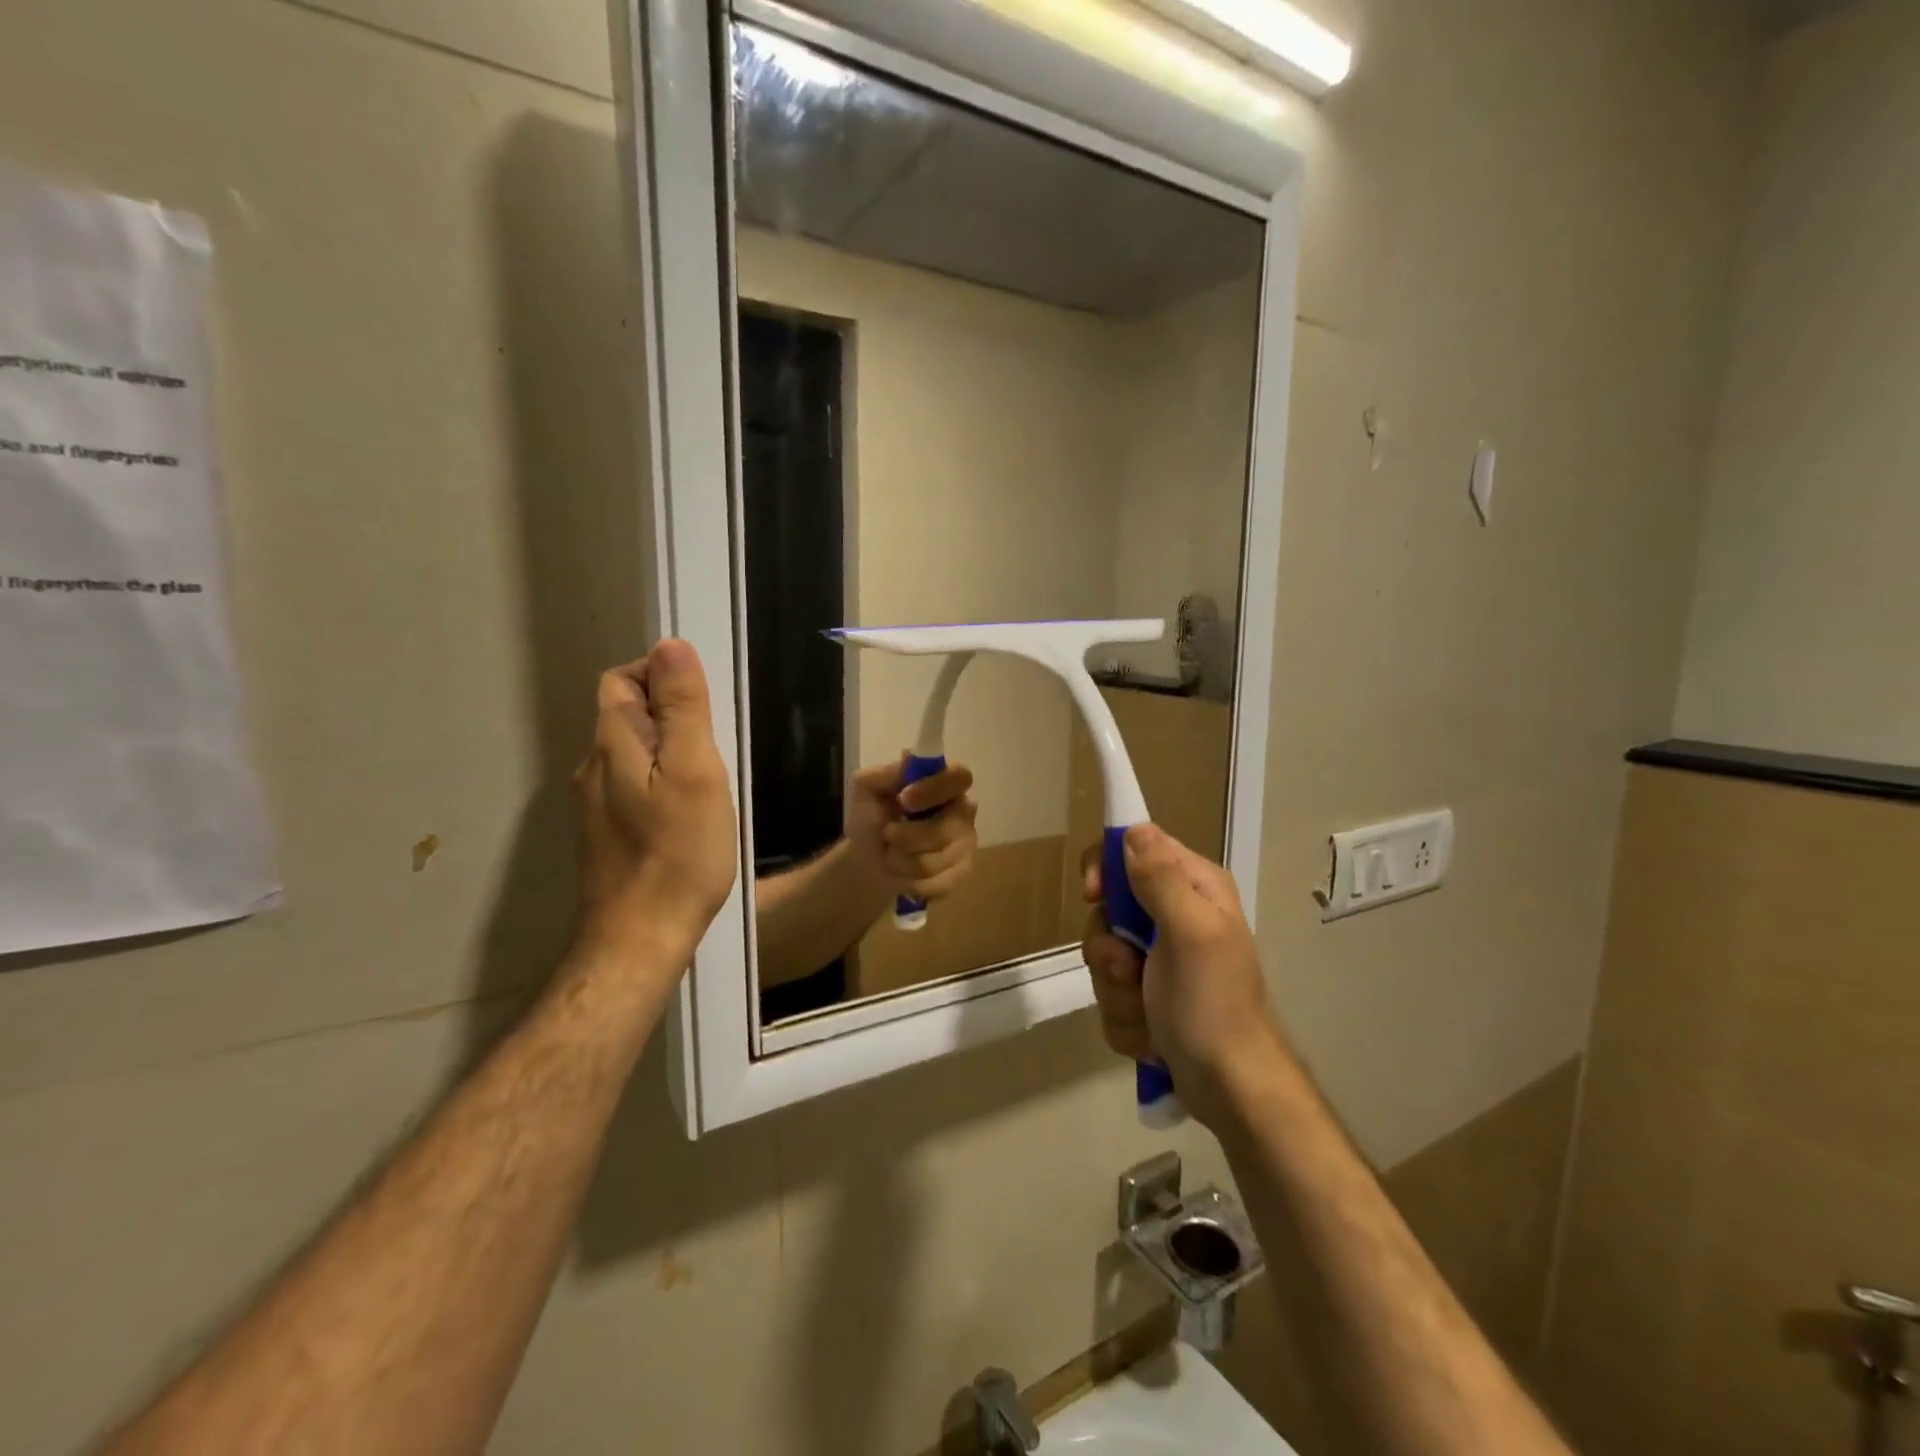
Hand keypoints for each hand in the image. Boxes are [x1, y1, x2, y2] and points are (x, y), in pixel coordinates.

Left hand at [573, 640, 737, 963]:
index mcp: (612, 744)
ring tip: (709, 779)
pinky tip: (688, 813)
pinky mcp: (608, 834)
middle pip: (625, 714)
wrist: (640, 939)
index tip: (703, 702)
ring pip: (631, 753)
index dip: (659, 674)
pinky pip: (633, 786)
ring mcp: (596, 805)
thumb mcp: (693, 771)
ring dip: (668, 749)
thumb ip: (682, 709)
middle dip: (669, 712)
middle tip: (715, 745)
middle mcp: (593, 768)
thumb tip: (671, 645)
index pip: (621, 679)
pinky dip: (661, 781)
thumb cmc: (677, 853)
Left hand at [846, 756, 978, 903]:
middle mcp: (963, 811)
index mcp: (945, 784)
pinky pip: (939, 882)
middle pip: (947, 827)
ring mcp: (966, 843)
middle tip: (887, 835)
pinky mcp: (962, 872)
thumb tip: (908, 759)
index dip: (934, 789)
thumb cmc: (872, 821)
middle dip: (907, 837)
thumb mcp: (867, 792)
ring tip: (890, 855)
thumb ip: (884, 774)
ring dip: (902, 861)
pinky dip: (911, 881)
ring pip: (938, 859)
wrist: (868, 862)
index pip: (959, 777)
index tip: (904, 800)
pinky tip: (903, 873)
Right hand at [1081, 824, 1289, 1129]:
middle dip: (1109, 947)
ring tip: (1147, 1013)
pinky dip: (1125, 1018)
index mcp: (1194, 888)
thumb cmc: (1212, 1004)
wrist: (1232, 1089)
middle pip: (1109, 908)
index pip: (1135, 847)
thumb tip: (1132, 830)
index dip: (1106, 867)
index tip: (1093, 895)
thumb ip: (1160, 879)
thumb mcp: (1190, 932)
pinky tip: (1151, 1036)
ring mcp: (1161, 960)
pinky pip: (1111, 994)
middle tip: (1128, 970)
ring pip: (1104, 956)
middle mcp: (1176, 915)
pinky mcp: (1149, 997)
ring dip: (1117, 990)